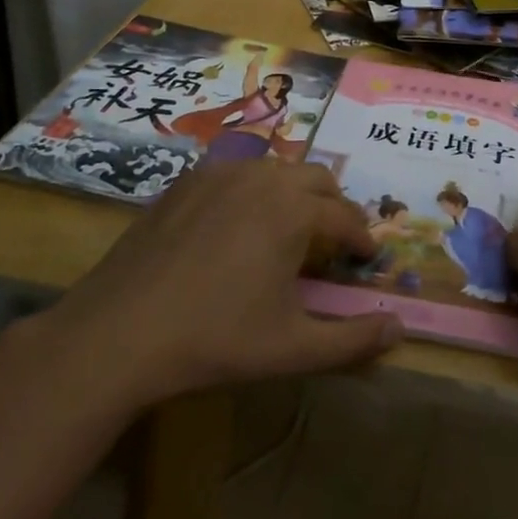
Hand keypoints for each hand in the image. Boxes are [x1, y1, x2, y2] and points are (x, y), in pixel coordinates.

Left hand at [41, 159, 402, 409]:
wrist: (118, 333)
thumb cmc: (215, 339)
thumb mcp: (292, 348)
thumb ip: (353, 339)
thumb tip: (399, 329)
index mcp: (295, 209)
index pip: (346, 218)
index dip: (362, 240)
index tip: (367, 259)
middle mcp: (263, 177)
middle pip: (317, 179)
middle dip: (335, 207)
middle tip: (335, 241)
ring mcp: (221, 173)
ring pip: (277, 170)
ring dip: (296, 193)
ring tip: (290, 230)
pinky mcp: (187, 181)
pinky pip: (236, 173)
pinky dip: (254, 191)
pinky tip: (239, 225)